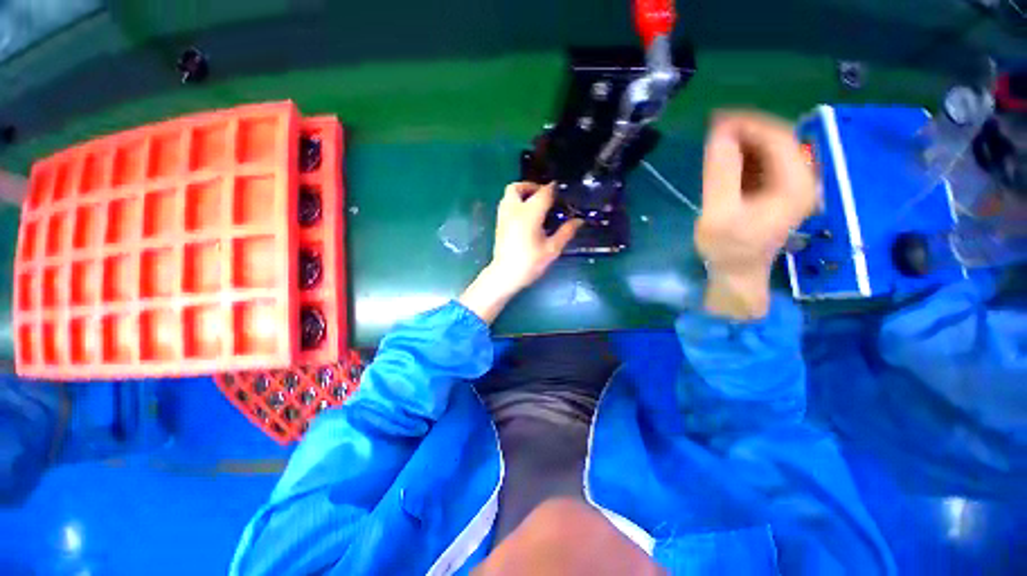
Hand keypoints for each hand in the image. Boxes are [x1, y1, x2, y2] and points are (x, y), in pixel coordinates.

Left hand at [459, 182, 581, 323]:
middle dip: (531, 186)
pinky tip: (526, 217)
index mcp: (529, 214)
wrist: (505, 275)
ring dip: (522, 194)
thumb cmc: (530, 263)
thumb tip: (579, 221)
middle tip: (545, 196)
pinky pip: (506, 204)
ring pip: (509, 195)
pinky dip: (516, 203)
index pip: (543, 193)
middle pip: (518, 187)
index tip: (562, 192)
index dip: (553, 190)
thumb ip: (566, 232)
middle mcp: (514, 210)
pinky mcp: (499, 224)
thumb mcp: (552, 249)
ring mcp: (503, 216)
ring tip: (536, 205)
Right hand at [696, 111, 818, 318]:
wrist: (738, 272)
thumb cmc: (728, 248)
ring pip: (772, 148)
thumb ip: (721, 174)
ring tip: (715, 141)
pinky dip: (745, 153)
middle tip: (713, 129)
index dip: (748, 124)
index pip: (779, 138)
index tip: (716, 121)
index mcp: (795, 185)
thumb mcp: (719, 213)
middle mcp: (802, 179)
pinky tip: (726, 157)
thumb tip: (719, 134)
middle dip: (745, 129)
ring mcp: (792, 183)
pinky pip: (765, 161)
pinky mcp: (779, 188)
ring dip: (744, 140)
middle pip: (778, 139)